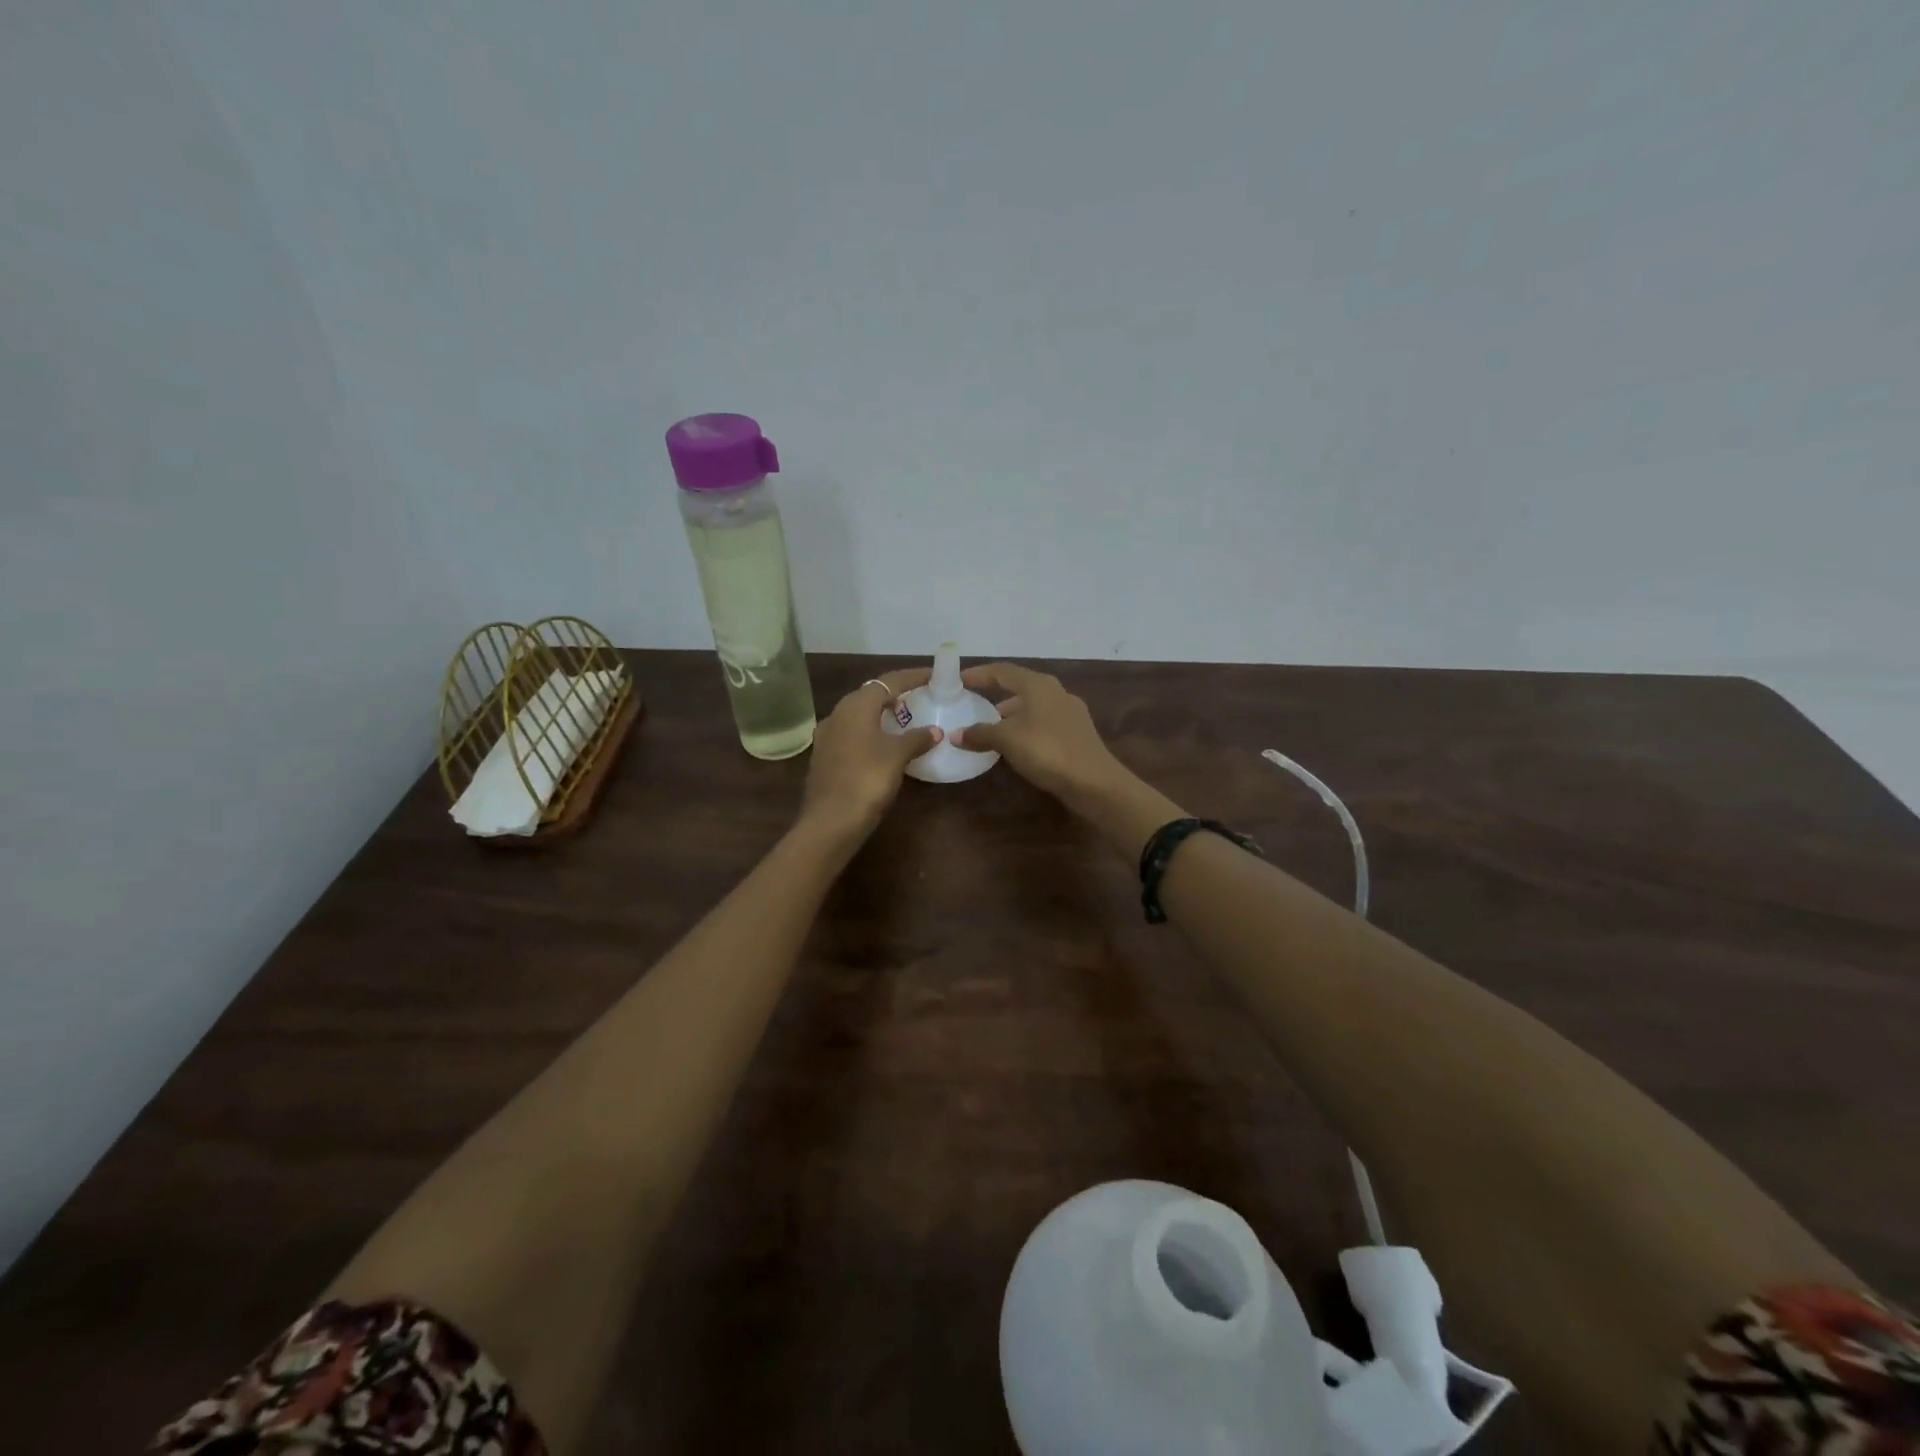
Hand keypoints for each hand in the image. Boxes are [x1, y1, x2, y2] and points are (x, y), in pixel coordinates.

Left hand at [798, 668, 941, 842]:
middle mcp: (837, 714)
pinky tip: (884, 745)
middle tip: (921, 697)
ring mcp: (827, 736)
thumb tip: (934, 731)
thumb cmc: (867, 779)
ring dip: (882, 714)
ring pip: (860, 715)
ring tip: (905, 720)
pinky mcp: (825, 757)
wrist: (830, 821)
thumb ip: (917, 738)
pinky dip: (872, 732)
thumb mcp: (897, 755)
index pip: (889, 681)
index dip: (912, 676)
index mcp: (855, 706)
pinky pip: (853, 734)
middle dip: (896, 694)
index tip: (933, 675)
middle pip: (871, 695)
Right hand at [960, 662, 1184, 861]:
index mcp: (1039, 685)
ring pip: (1033, 707)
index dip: (980, 674)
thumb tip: (955, 734)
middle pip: (1020, 687)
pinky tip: (1016, 746)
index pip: (1003, 671)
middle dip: (996, 695)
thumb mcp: (1007, 740)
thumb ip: (980, 734)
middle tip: (974, 706)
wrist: (1093, 782)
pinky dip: (1025, 729)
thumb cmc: (1047, 750)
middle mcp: (1056, 692)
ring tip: (991, 729)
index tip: (960, 679)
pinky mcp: (1077, 734)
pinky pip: (1043, 724)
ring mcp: (1070, 713)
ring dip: (1011, 715)